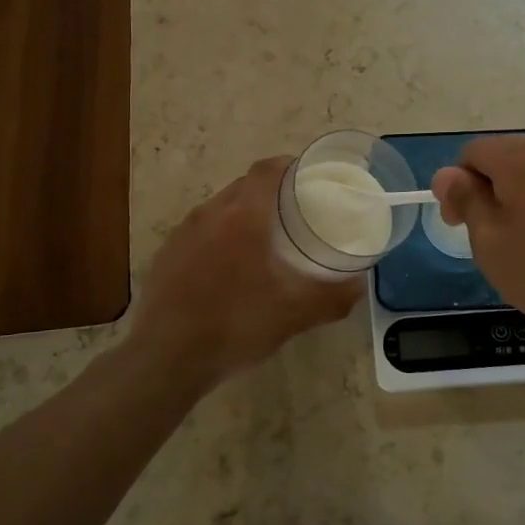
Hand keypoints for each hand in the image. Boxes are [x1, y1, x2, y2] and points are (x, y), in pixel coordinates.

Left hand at [129, 157, 363, 386]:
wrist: (167, 358)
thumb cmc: (236, 325)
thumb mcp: (295, 315)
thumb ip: (333, 296)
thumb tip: (359, 284)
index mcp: (243, 216)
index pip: (266, 170)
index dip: (288, 166)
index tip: (307, 177)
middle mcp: (210, 213)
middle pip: (243, 186)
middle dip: (269, 193)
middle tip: (293, 214)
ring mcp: (182, 233)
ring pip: (219, 209)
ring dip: (242, 215)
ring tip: (262, 242)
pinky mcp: (165, 255)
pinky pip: (199, 233)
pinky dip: (218, 238)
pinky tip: (227, 271)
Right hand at [432, 133, 524, 356]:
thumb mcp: (491, 243)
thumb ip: (466, 199)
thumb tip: (448, 174)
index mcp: (520, 156)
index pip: (471, 154)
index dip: (457, 187)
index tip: (460, 225)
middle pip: (503, 157)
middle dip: (489, 189)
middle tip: (490, 238)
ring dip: (519, 195)